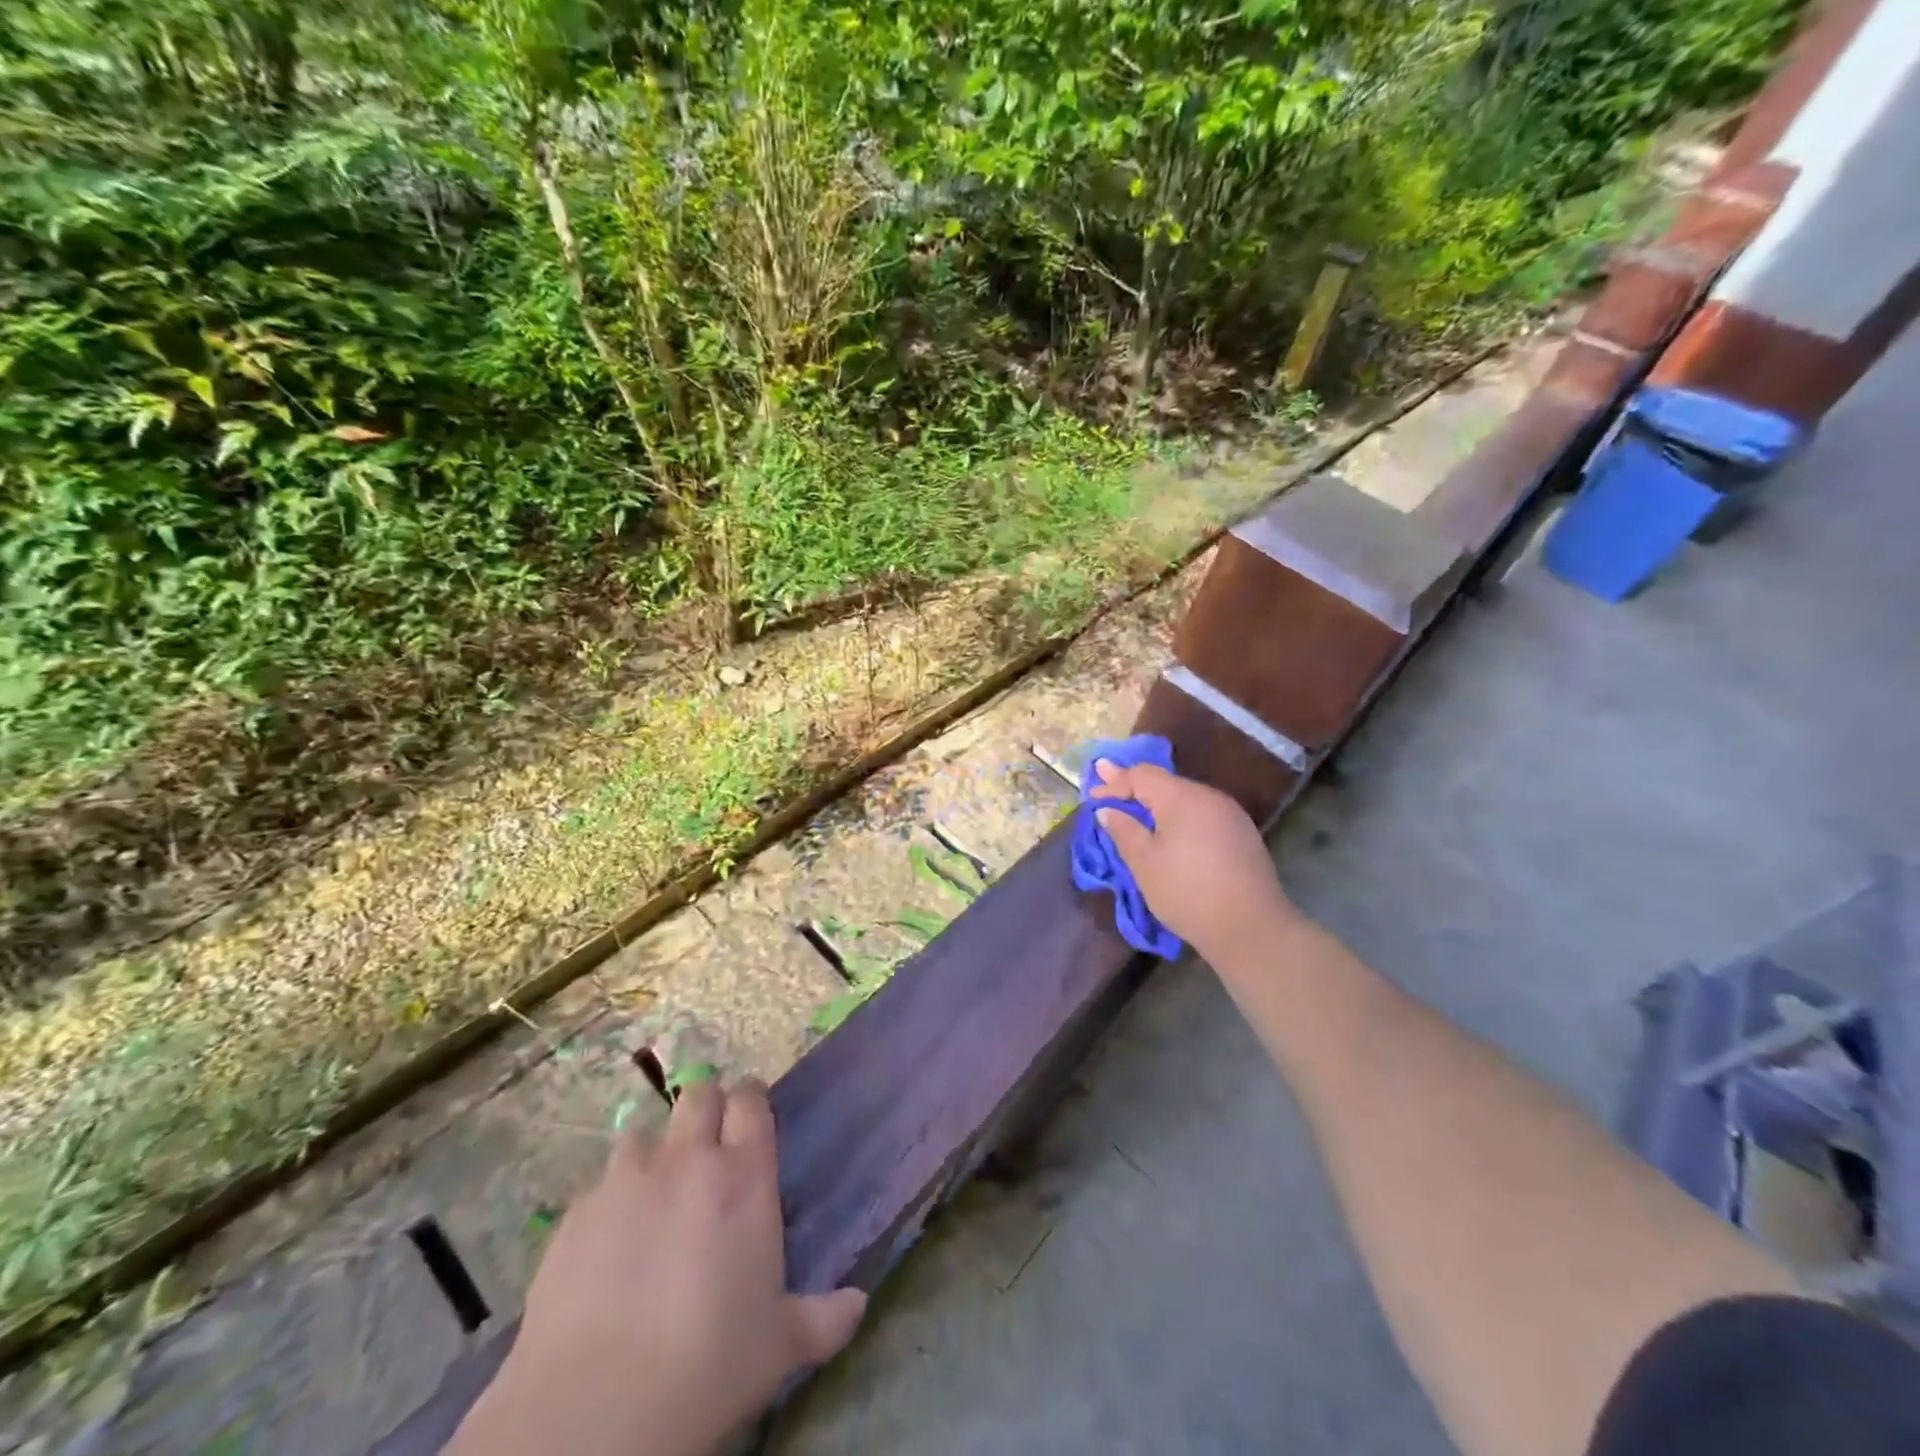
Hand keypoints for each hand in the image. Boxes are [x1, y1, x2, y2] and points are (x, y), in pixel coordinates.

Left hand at [453, 1079, 865, 1455]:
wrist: (597, 1410)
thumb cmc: (710, 1365)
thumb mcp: (780, 1345)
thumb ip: (824, 1317)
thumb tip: (859, 1304)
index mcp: (744, 1175)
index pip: (750, 1100)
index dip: (750, 1101)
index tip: (750, 1119)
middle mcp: (687, 1160)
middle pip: (698, 1095)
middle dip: (706, 1109)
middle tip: (707, 1147)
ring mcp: (626, 1181)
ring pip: (643, 1130)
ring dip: (655, 1150)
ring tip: (655, 1189)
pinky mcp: (575, 1214)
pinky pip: (599, 1185)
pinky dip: (611, 1199)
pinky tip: (609, 1240)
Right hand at [1090, 758, 1299, 965]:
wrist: (1251, 928)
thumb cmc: (1187, 892)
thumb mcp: (1144, 863)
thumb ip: (1123, 830)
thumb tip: (1107, 810)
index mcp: (1182, 797)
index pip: (1141, 775)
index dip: (1114, 782)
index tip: (1092, 793)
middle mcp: (1209, 797)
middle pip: (1164, 783)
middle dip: (1134, 787)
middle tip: (1107, 789)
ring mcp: (1230, 815)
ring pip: (1184, 798)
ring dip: (1157, 803)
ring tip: (1134, 811)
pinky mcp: (1241, 834)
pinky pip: (1201, 814)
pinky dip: (1178, 817)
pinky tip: (1169, 831)